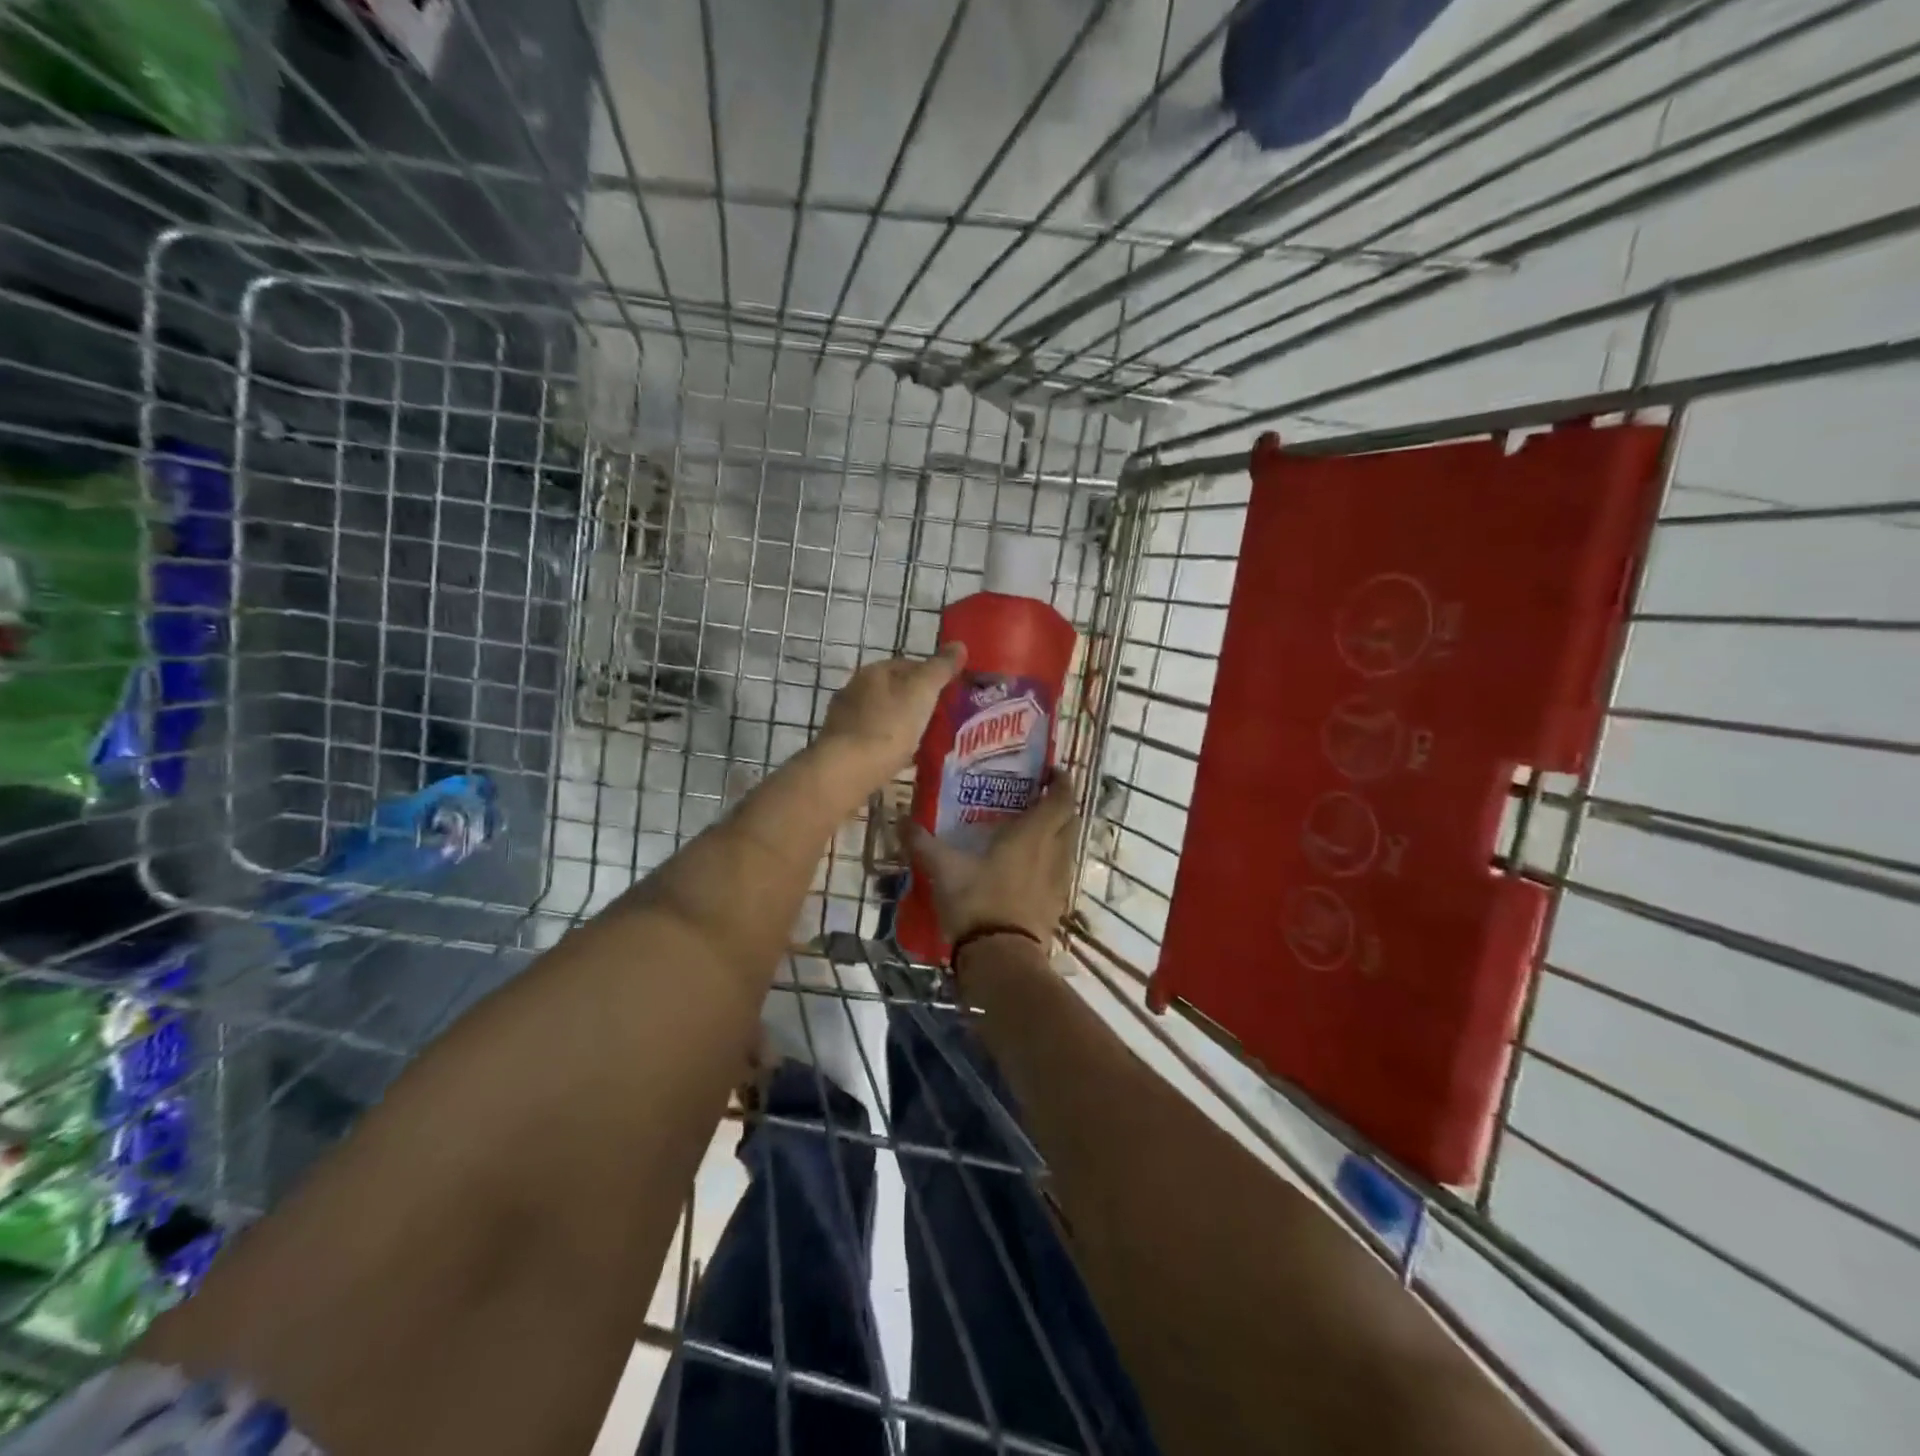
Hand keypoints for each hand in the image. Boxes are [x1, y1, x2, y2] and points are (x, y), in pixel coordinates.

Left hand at [817, 645, 965, 787]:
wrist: (846, 771)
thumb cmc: (888, 726)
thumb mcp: (922, 692)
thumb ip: (940, 668)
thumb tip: (959, 645)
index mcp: (874, 671)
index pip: (908, 664)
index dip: (931, 676)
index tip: (949, 694)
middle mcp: (854, 689)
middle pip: (893, 691)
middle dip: (914, 702)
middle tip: (939, 720)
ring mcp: (843, 719)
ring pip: (881, 716)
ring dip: (899, 724)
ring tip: (923, 742)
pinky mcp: (840, 747)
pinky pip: (871, 740)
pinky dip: (886, 745)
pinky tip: (899, 760)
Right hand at [904, 774, 1078, 946]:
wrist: (1001, 958)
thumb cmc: (976, 902)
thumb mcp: (943, 869)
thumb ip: (922, 842)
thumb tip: (900, 818)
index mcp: (1032, 834)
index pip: (1061, 798)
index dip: (1061, 782)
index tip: (1050, 772)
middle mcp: (1053, 852)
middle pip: (1070, 820)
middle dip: (1060, 806)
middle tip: (1036, 800)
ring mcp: (1058, 881)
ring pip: (1067, 846)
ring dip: (1057, 835)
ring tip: (1030, 833)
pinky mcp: (1056, 905)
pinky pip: (1060, 873)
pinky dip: (1050, 863)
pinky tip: (1028, 870)